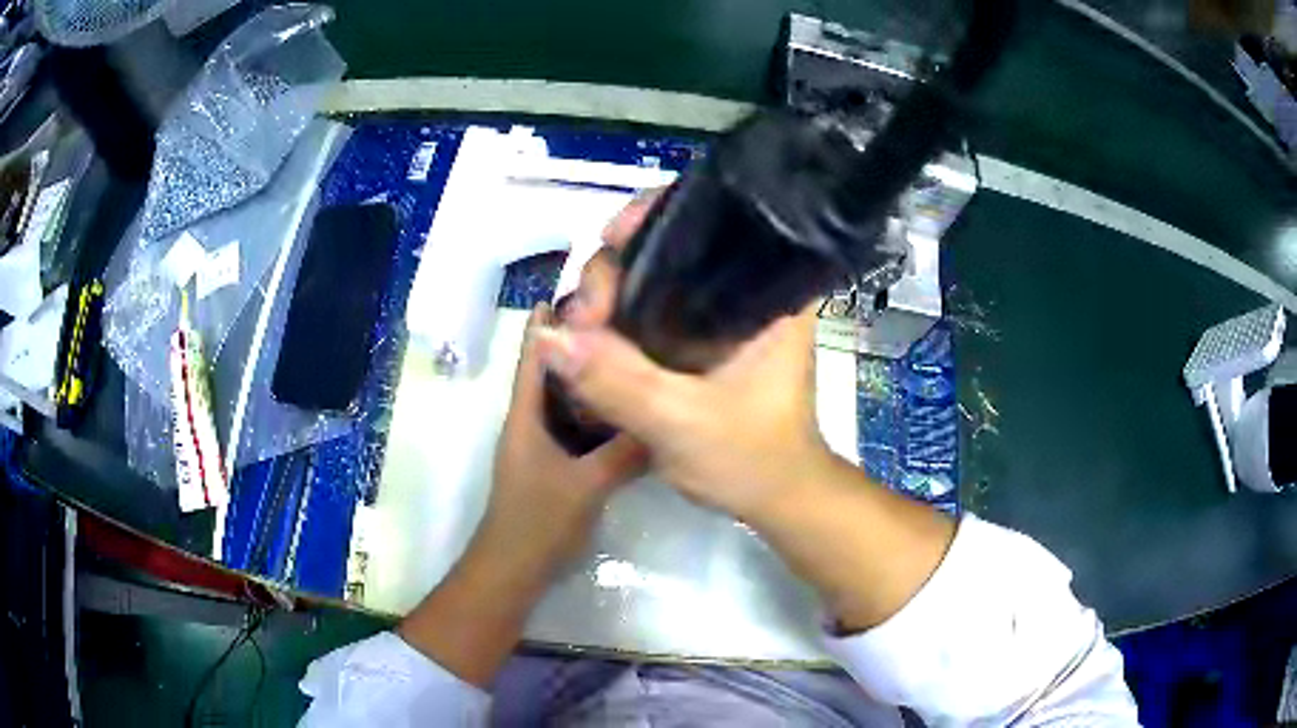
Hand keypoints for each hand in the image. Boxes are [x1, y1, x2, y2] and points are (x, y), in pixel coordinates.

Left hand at [474, 304, 646, 577]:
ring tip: (634, 353)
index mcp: (525, 415)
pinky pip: (579, 428)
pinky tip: (631, 409)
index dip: (551, 319)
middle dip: (583, 344)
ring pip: (569, 400)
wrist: (514, 570)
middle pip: (555, 371)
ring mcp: (543, 444)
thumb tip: (669, 422)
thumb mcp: (586, 486)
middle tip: (627, 317)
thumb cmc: (538, 522)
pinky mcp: (557, 465)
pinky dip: (600, 414)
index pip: (535, 354)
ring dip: (593, 379)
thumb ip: (625, 454)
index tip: (584, 288)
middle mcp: (531, 421)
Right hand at [534, 189, 835, 521]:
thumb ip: (615, 381)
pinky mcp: (701, 343)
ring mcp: (719, 318)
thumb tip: (548, 336)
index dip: (651, 216)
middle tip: (585, 321)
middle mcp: (743, 292)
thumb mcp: (681, 422)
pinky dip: (617, 324)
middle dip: (614, 272)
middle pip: (667, 249)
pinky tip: (589, 343)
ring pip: (651, 283)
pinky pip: (648, 315)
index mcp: (765, 292)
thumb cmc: (751, 459)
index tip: (609, 242)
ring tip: (579, 337)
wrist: (777, 499)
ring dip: (608, 300)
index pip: (709, 221)